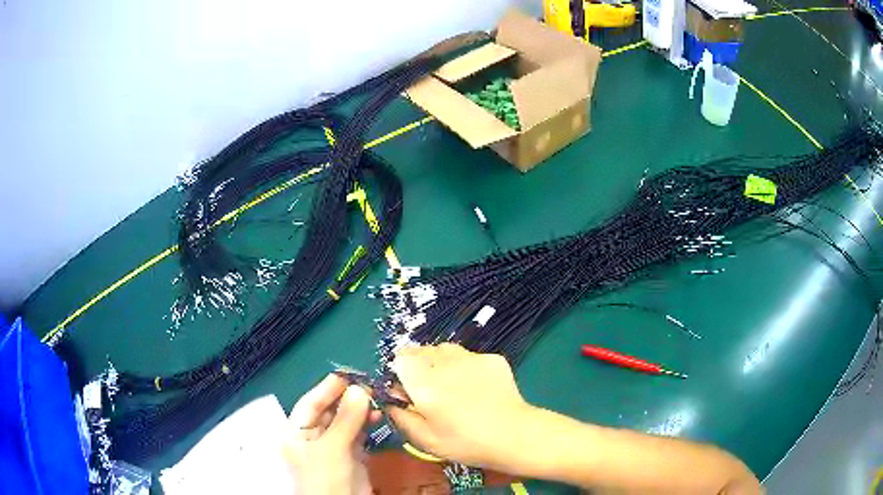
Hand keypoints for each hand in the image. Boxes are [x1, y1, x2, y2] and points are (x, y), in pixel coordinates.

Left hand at [283, 374, 380, 494]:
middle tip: (369, 385)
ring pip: (344, 421)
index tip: (350, 373)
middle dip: (347, 398)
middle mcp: (312, 436)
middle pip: (329, 410)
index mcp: (297, 432)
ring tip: (376, 400)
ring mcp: (332, 446)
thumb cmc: (325, 477)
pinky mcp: (349, 455)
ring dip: (359, 410)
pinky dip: (366, 424)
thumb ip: (346, 419)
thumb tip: (360, 389)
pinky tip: (376, 416)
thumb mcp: (333, 448)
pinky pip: (356, 433)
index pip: (310, 403)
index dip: (328, 387)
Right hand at [386, 343, 535, 468]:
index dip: (401, 372)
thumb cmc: (465, 443)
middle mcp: (446, 363)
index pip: (401, 357)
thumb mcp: (425, 440)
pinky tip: (477, 389)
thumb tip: (391, 402)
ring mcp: (472, 357)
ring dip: (441, 363)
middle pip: (422, 350)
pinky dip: (466, 367)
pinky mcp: (492, 358)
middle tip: (430, 391)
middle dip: (419, 366)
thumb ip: (401, 417)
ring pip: (445, 349)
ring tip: (453, 387)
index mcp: (425, 383)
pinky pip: (469, 356)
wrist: (514, 435)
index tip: (408, 389)